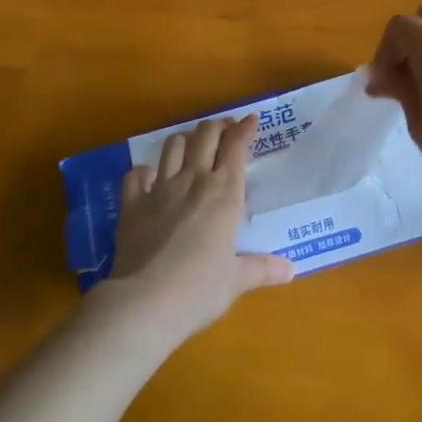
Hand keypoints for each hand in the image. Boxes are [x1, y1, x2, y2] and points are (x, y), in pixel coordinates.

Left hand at [98, 114, 294, 343]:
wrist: (145, 301)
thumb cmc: (199, 290)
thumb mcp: (236, 281)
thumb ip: (261, 269)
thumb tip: (290, 270)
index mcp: (223, 194)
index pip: (236, 147)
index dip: (244, 129)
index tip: (251, 120)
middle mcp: (192, 181)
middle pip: (205, 136)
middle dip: (217, 127)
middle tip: (225, 130)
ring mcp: (159, 189)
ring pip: (172, 146)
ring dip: (185, 140)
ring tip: (192, 146)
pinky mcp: (131, 204)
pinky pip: (136, 174)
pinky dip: (145, 171)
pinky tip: (150, 178)